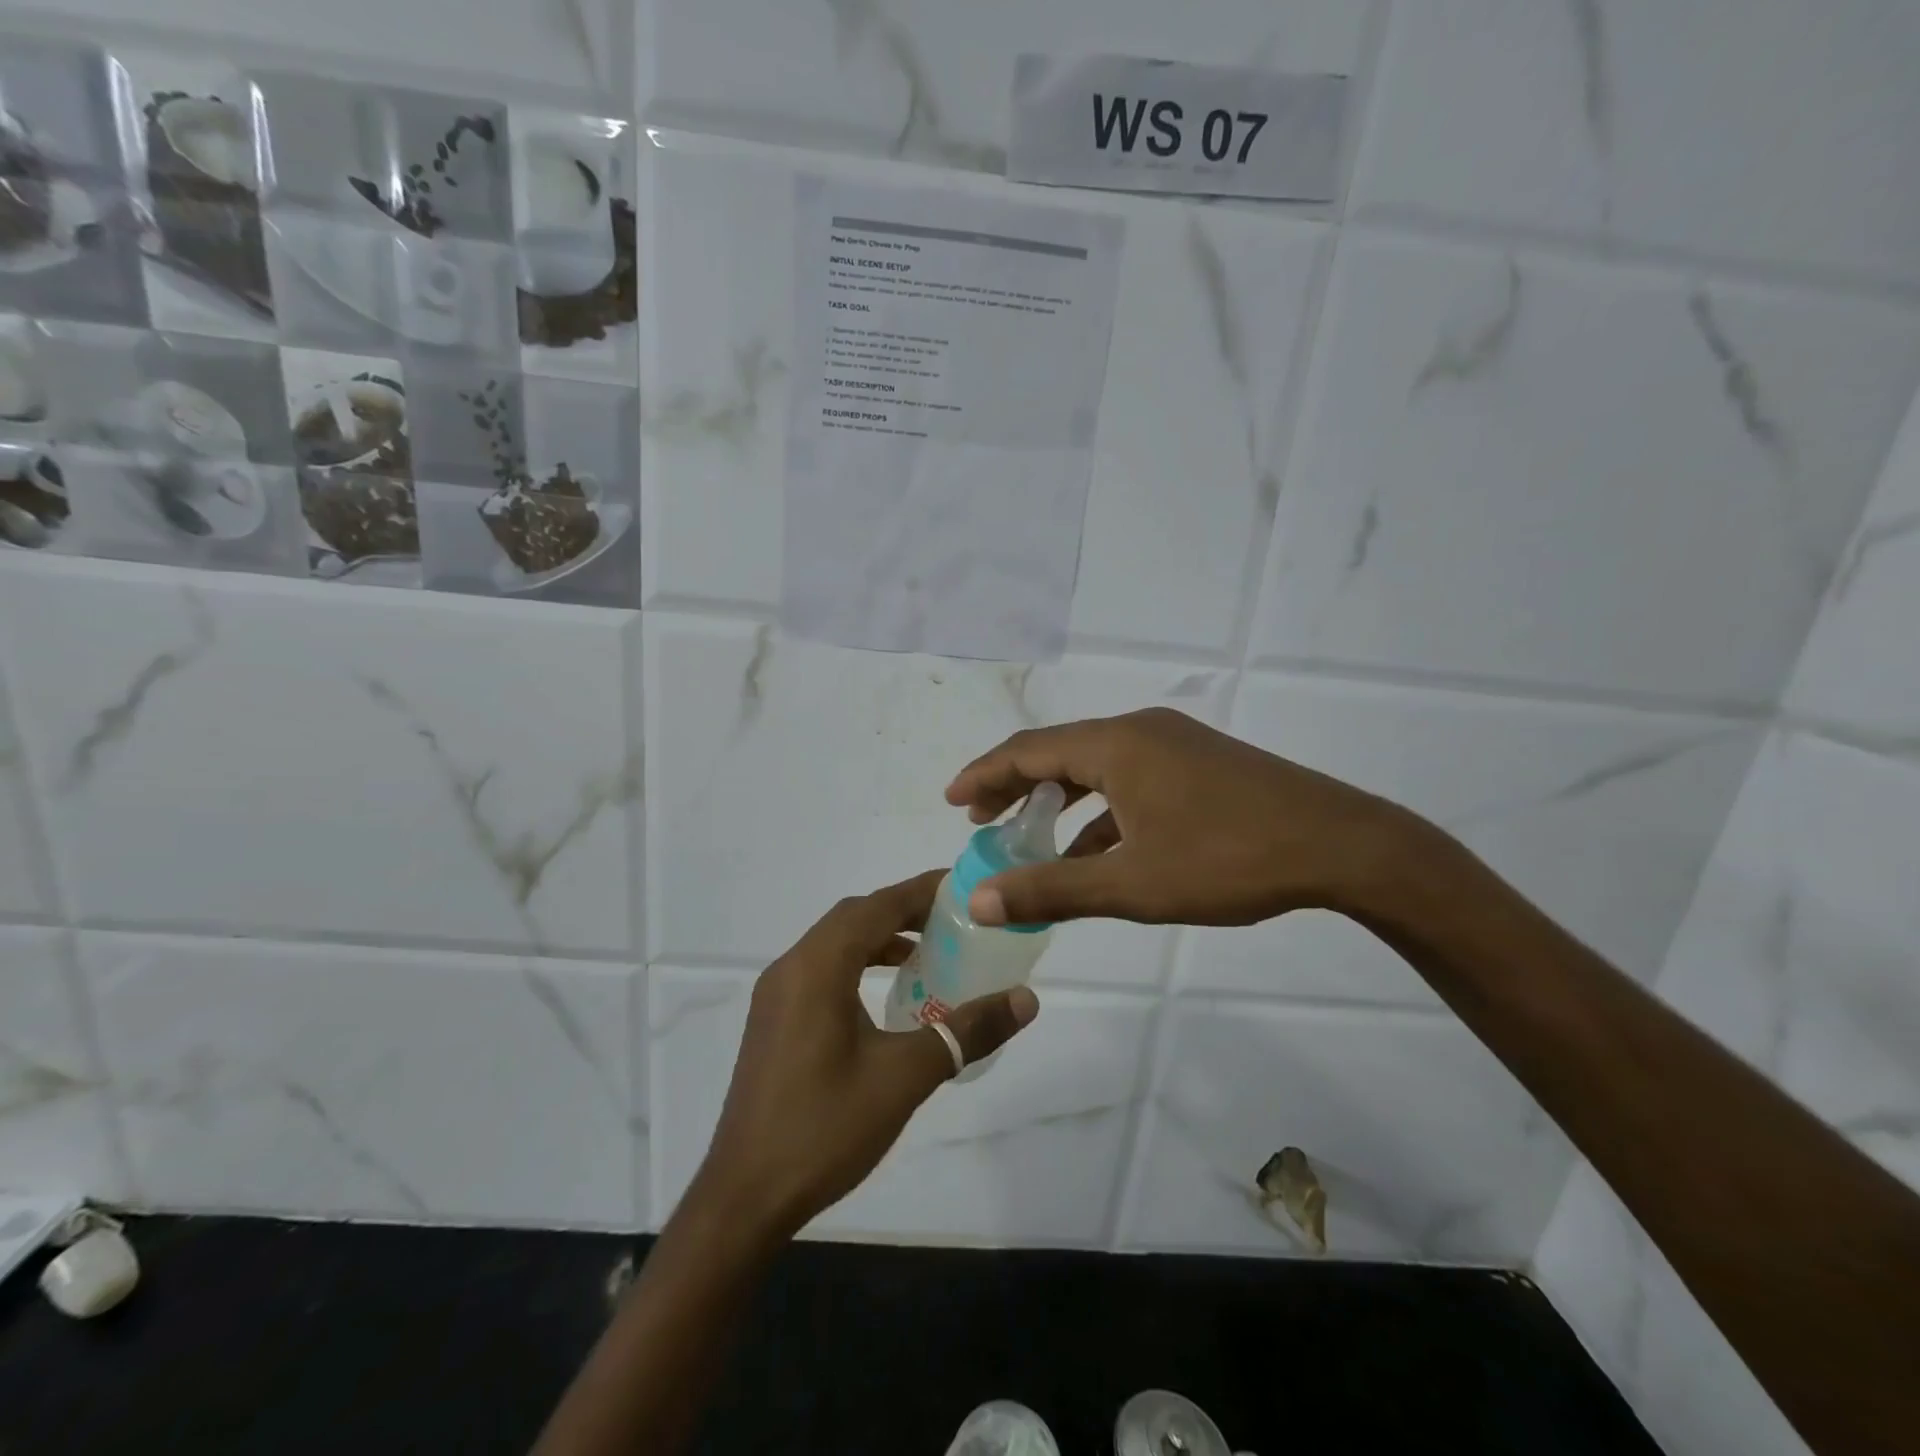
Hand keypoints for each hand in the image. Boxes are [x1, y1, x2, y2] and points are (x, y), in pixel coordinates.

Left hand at [694, 871, 1039, 1238]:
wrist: (745, 1197)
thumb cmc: (825, 1127)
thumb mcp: (905, 1076)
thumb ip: (966, 1031)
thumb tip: (1025, 999)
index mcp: (817, 967)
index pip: (876, 906)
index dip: (921, 891)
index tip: (963, 885)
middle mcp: (791, 968)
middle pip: (854, 917)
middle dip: (903, 910)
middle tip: (953, 919)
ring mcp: (776, 996)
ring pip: (834, 943)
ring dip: (879, 938)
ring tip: (926, 952)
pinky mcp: (773, 1021)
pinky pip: (821, 970)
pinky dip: (857, 964)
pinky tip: (886, 995)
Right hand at [945, 708, 1441, 928]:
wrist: (1341, 845)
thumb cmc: (1229, 859)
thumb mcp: (1133, 883)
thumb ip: (1053, 890)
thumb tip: (980, 900)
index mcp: (1116, 745)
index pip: (1028, 750)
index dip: (983, 774)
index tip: (952, 802)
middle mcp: (1140, 730)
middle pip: (1058, 751)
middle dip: (1014, 784)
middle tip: (979, 818)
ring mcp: (1173, 743)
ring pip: (1095, 765)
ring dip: (1058, 797)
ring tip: (1029, 832)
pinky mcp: (1199, 763)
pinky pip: (1130, 777)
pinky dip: (1101, 808)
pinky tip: (1097, 848)